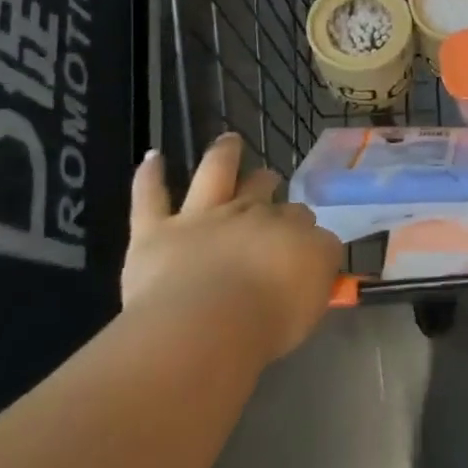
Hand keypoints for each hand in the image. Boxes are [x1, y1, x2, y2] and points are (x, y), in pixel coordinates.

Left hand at [124, 134, 342, 361]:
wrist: (205, 327)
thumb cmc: (269, 319)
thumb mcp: (316, 296)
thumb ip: (318, 267)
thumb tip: (317, 253)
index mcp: (291, 230)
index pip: (302, 217)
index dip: (302, 225)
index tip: (302, 240)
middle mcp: (250, 214)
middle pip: (262, 190)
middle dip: (267, 183)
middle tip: (269, 181)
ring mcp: (202, 218)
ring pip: (215, 174)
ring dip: (223, 155)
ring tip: (229, 141)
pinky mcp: (156, 231)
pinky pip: (150, 197)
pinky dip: (150, 176)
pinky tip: (153, 158)